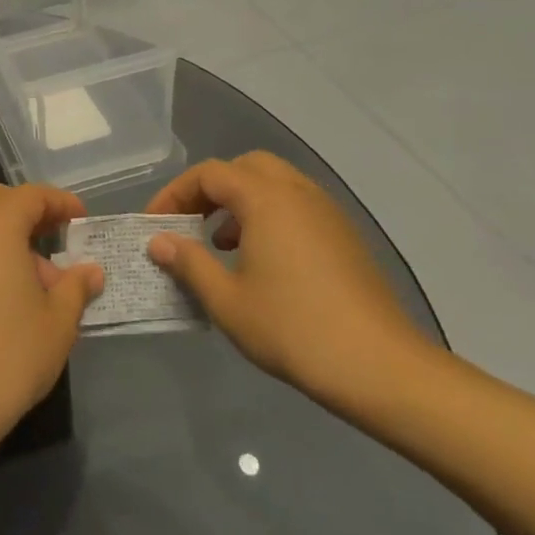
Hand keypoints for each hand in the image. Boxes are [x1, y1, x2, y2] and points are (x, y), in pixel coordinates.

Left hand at [0, 182, 103, 459]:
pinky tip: (8, 296)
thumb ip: (76, 287)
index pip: (29, 196)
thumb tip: (90, 270)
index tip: (81, 218)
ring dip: (4, 233)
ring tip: (37, 277)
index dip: (59, 201)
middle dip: (22, 206)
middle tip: (51, 233)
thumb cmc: (9, 355)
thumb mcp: (57, 323)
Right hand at [145, 153, 430, 407]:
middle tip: (190, 222)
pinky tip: (260, 261)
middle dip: (211, 189)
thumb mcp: (227, 300)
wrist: (379, 367)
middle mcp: (299, 193)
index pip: (210, 174)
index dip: (175, 193)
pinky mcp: (345, 237)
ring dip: (240, 202)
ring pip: (275, 185)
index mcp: (267, 200)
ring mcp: (328, 214)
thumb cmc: (293, 329)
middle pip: (246, 167)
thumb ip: (189, 263)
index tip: (155, 224)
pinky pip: (297, 207)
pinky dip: (269, 217)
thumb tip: (159, 241)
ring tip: (220, 244)